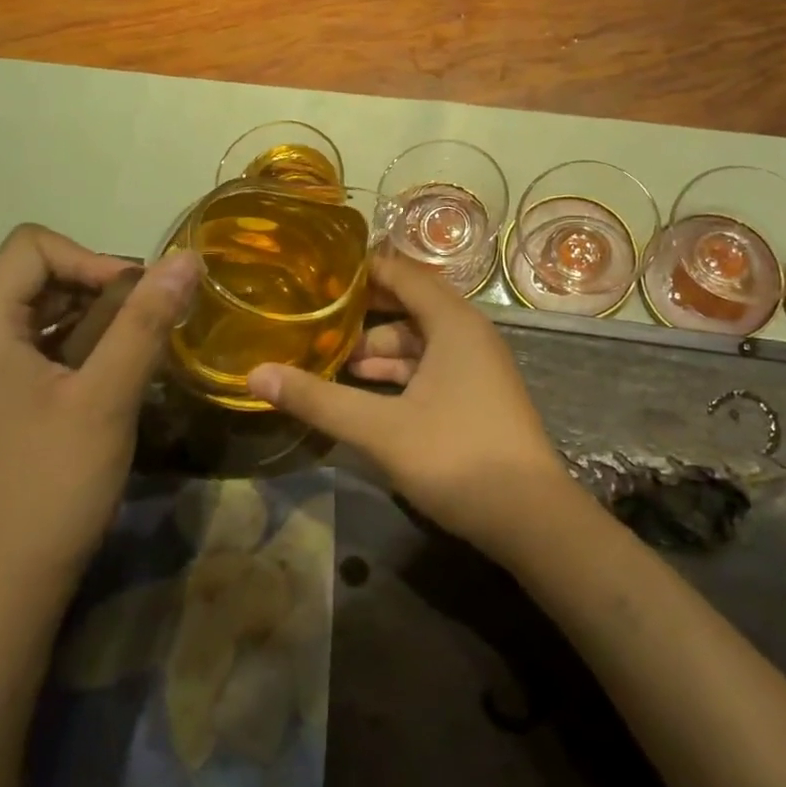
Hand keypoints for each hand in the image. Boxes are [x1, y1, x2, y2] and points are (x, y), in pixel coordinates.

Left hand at [0, 224, 200, 604]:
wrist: (3, 588)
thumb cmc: (52, 484)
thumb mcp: (107, 397)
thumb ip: (146, 322)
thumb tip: (187, 258)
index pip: (31, 247)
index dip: (90, 257)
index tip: (136, 298)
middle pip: (35, 277)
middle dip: (98, 286)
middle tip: (147, 323)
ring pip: (42, 315)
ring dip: (96, 319)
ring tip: (139, 350)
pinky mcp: (0, 407)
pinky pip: (42, 352)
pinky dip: (83, 349)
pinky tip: (117, 380)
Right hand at [246, 253, 571, 556]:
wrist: (530, 516)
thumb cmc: (457, 456)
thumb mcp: (381, 428)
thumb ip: (319, 400)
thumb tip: (255, 375)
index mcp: (453, 322)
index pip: (401, 273)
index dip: (359, 269)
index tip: (313, 271)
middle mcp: (468, 334)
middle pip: (408, 306)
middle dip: (360, 314)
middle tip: (310, 316)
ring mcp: (475, 366)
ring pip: (417, 341)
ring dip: (376, 350)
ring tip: (326, 360)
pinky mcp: (475, 395)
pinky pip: (429, 367)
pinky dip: (397, 374)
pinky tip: (362, 391)